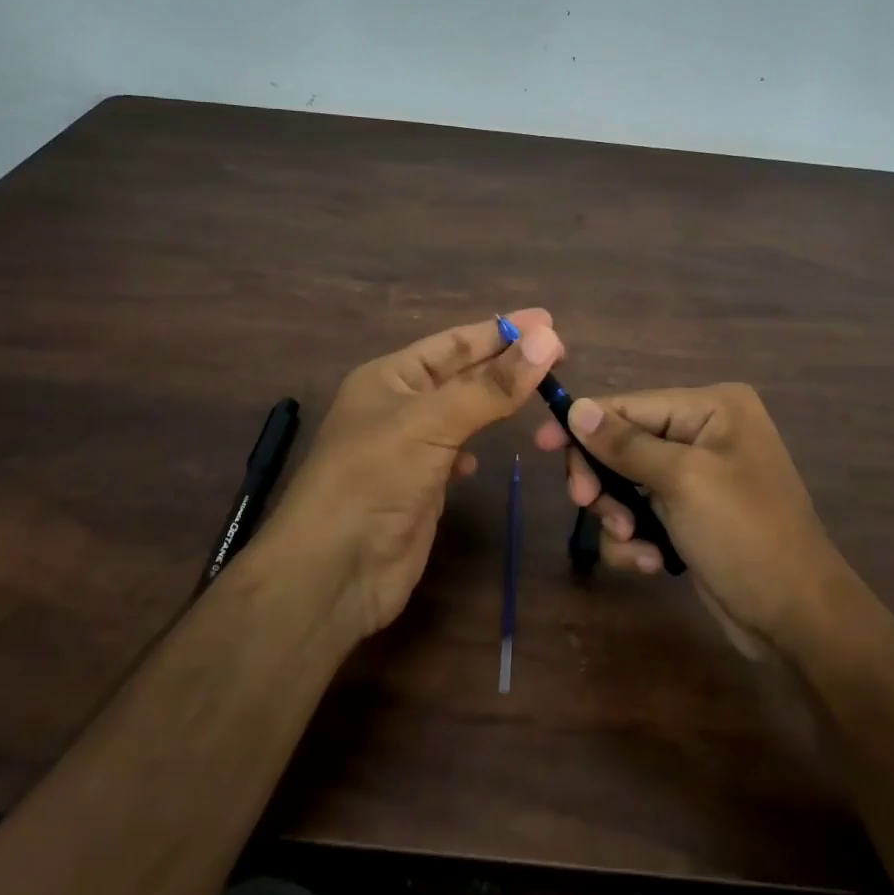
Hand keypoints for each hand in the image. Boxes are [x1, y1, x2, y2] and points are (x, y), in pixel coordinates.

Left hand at [261, 309, 563, 642]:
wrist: (333, 573)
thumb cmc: (375, 479)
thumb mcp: (433, 423)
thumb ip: (492, 385)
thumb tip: (548, 339)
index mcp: (390, 377)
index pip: (454, 342)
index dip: (500, 330)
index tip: (549, 322)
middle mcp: (398, 405)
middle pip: (462, 374)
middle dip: (506, 362)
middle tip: (560, 351)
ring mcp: (409, 448)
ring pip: (462, 412)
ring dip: (496, 400)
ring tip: (540, 388)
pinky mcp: (420, 486)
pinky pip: (455, 451)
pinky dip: (476, 445)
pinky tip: (489, 450)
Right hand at [534, 383, 882, 659]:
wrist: (797, 619)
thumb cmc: (745, 535)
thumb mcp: (681, 481)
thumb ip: (624, 443)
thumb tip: (576, 407)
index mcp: (712, 408)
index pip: (630, 405)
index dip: (584, 424)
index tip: (541, 444)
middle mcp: (704, 433)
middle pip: (623, 443)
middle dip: (605, 480)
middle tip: (589, 506)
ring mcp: (697, 476)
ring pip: (626, 482)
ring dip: (619, 515)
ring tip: (633, 543)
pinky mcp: (690, 515)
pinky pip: (642, 512)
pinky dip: (637, 538)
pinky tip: (651, 563)